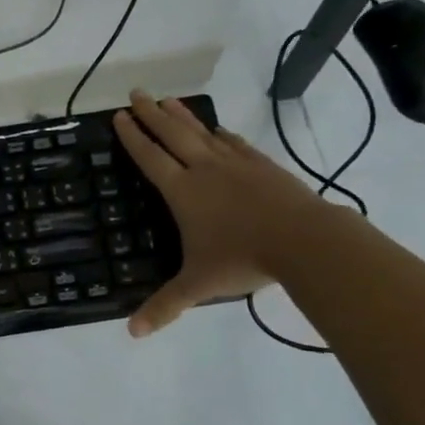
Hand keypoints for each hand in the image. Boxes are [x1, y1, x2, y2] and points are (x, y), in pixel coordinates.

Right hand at [113, 90, 335, 337]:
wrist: (304, 240)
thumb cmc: (243, 259)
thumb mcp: (199, 285)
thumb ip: (165, 306)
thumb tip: (132, 333)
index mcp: (183, 192)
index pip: (150, 158)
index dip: (133, 137)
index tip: (120, 116)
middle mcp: (205, 170)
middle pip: (173, 134)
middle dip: (152, 113)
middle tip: (136, 92)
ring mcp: (236, 164)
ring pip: (202, 133)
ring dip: (182, 116)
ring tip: (168, 99)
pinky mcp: (263, 166)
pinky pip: (235, 143)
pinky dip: (221, 134)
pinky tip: (218, 130)